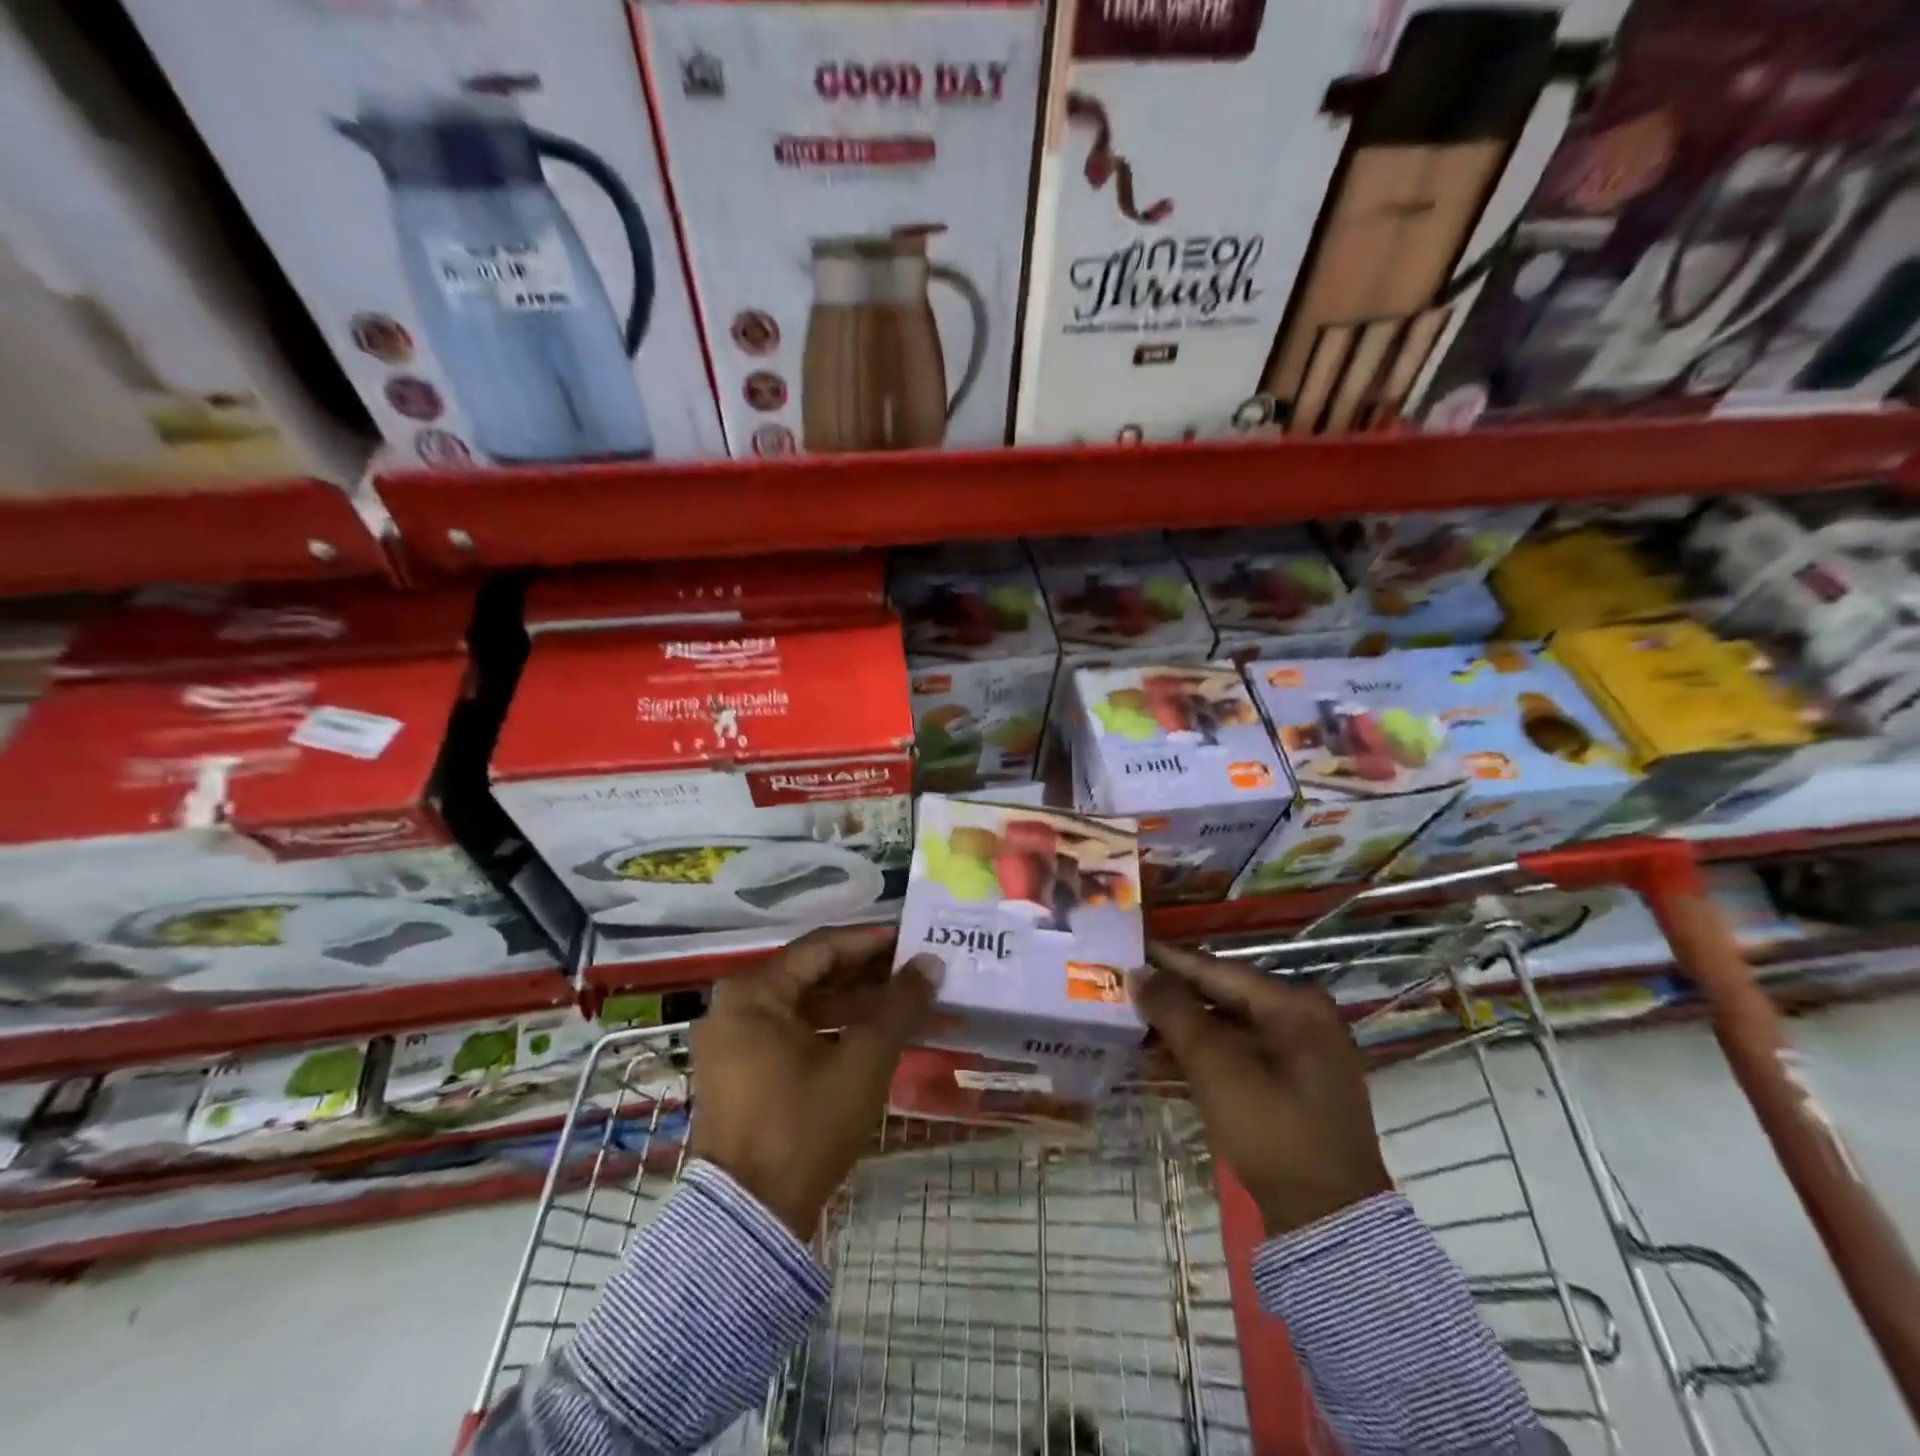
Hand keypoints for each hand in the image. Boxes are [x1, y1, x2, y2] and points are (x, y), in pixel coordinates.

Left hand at [689, 926, 939, 1240]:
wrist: (751, 1220)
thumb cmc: (805, 1126)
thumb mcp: (862, 1061)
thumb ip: (899, 1006)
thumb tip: (931, 963)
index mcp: (753, 993)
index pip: (821, 948)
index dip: (871, 942)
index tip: (912, 939)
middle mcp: (735, 1006)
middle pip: (812, 974)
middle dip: (867, 974)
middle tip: (915, 970)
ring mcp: (734, 1041)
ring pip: (805, 1005)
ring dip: (854, 1003)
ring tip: (905, 1002)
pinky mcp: (741, 1071)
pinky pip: (793, 1032)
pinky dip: (832, 1030)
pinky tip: (874, 1033)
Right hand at [1132, 941, 1391, 1237]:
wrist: (1327, 1222)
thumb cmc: (1272, 1131)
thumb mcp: (1216, 1067)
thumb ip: (1175, 1013)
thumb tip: (1139, 973)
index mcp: (1296, 1006)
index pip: (1219, 970)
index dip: (1170, 960)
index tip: (1131, 947)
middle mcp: (1304, 1020)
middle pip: (1225, 996)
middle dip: (1174, 994)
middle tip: (1127, 983)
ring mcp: (1302, 1055)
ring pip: (1229, 1026)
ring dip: (1184, 1026)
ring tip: (1135, 1018)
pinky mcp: (1294, 1085)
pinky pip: (1239, 1053)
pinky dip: (1203, 1052)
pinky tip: (1163, 1055)